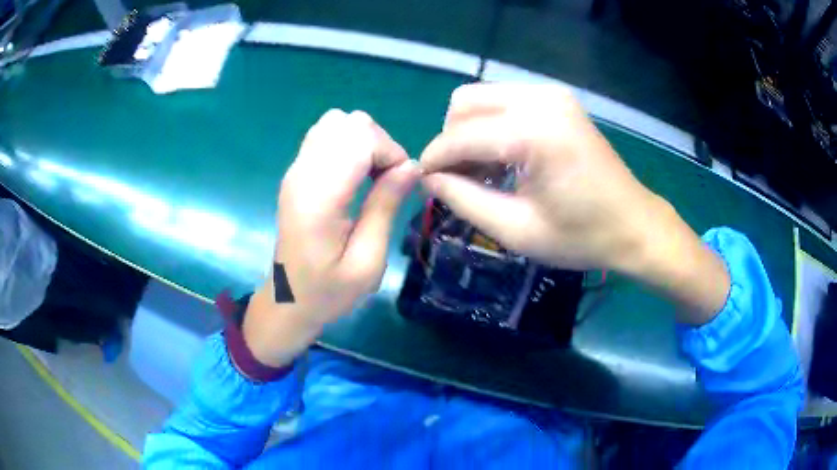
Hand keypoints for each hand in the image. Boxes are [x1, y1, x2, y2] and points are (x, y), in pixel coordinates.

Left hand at [243, 110, 419, 366]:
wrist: (287, 300)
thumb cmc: (328, 291)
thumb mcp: (368, 262)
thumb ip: (386, 207)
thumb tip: (412, 166)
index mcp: (319, 197)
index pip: (359, 137)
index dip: (390, 151)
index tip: (401, 183)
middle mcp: (302, 173)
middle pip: (349, 122)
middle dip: (379, 144)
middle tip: (387, 181)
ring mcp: (295, 169)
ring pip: (337, 122)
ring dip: (364, 142)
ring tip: (372, 176)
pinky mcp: (296, 172)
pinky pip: (325, 135)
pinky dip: (348, 145)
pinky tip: (354, 175)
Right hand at [420, 83, 656, 271]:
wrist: (634, 225)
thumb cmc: (581, 236)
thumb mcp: (517, 230)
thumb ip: (464, 200)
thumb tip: (428, 179)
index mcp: (534, 132)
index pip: (461, 135)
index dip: (434, 160)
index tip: (423, 184)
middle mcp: (541, 100)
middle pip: (465, 103)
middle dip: (452, 140)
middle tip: (459, 180)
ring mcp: (552, 95)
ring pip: (483, 98)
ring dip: (471, 132)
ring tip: (483, 173)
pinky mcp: (558, 100)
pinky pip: (505, 102)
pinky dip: (493, 126)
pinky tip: (504, 159)